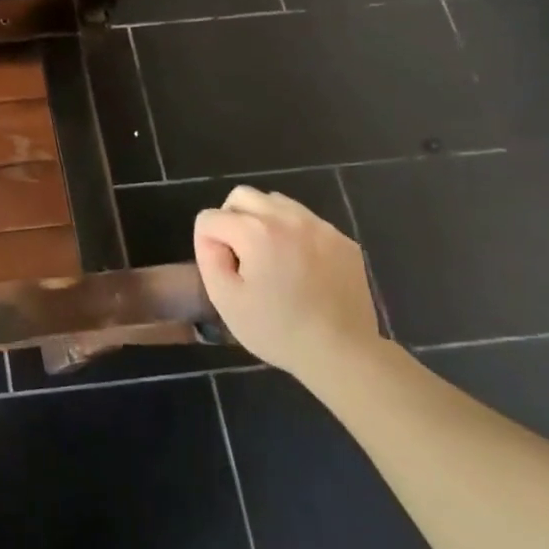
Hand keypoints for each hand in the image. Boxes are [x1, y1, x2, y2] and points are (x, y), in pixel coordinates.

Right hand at [193, 186, 382, 380]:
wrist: (342, 352)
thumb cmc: (277, 330)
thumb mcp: (225, 299)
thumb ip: (209, 257)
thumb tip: (213, 238)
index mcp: (256, 232)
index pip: (210, 217)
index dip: (206, 243)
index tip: (223, 270)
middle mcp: (287, 218)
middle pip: (241, 195)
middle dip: (231, 219)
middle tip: (240, 255)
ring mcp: (319, 226)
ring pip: (275, 201)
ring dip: (263, 220)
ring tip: (270, 256)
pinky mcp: (342, 239)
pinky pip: (306, 220)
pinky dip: (293, 233)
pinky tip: (300, 266)